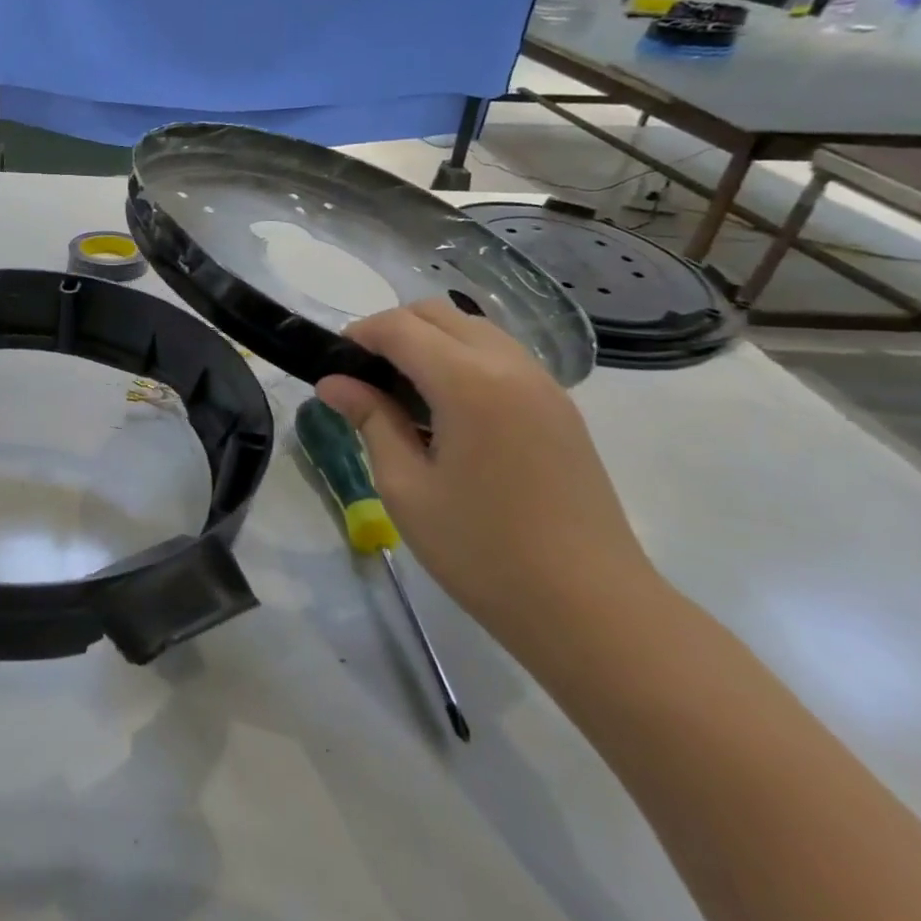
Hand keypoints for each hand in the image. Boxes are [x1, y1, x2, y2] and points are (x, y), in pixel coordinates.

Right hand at [315, 299, 654, 651]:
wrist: (589, 606)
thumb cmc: (481, 550)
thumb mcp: (406, 487)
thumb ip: (371, 421)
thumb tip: (334, 383)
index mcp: (469, 382)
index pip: (401, 327)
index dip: (358, 335)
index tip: (331, 366)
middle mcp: (511, 366)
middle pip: (440, 314)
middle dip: (392, 331)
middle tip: (362, 379)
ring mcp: (544, 385)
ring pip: (474, 331)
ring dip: (430, 344)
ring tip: (400, 397)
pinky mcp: (559, 409)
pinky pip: (501, 358)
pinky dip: (462, 362)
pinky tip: (445, 414)